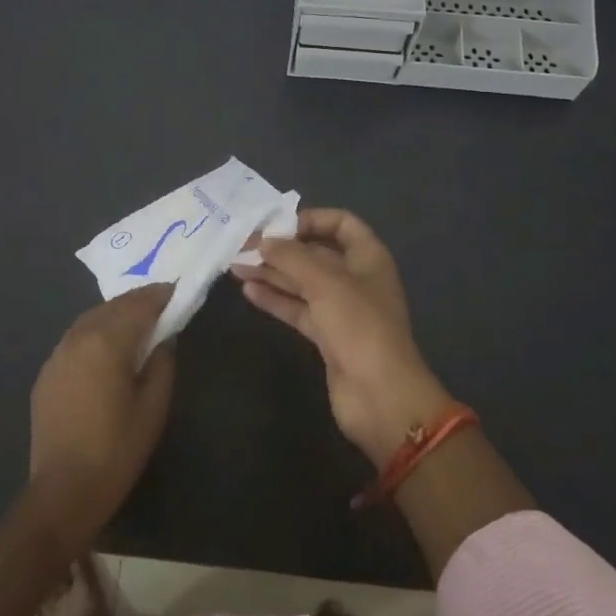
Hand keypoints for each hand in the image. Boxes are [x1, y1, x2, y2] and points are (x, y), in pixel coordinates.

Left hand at [28, 284, 176, 541]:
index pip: (139, 305)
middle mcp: (78, 338)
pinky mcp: (47, 373)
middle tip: (162, 301)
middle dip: (138, 301)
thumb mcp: (154, 407)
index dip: (161, 296)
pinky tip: (107, 345)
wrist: (63, 490)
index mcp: (107, 342)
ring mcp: (57, 354)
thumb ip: (162, 363)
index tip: (178, 291)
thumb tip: (164, 339)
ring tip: (138, 319)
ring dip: (115, 313)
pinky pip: (75, 338)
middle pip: (113, 306)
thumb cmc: (117, 450)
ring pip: (91, 318)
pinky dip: (96, 331)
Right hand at [232, 209, 452, 464]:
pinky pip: (298, 309)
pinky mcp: (327, 336)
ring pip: (303, 283)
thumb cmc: (359, 326)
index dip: (310, 219)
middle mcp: (356, 279)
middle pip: (316, 253)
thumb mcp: (325, 282)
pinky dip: (276, 300)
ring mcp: (341, 309)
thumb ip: (292, 257)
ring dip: (272, 273)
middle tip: (243, 246)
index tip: (277, 225)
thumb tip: (264, 241)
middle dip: (282, 249)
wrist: (379, 395)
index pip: (341, 223)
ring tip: (236, 267)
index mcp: (368, 257)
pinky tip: (249, 292)